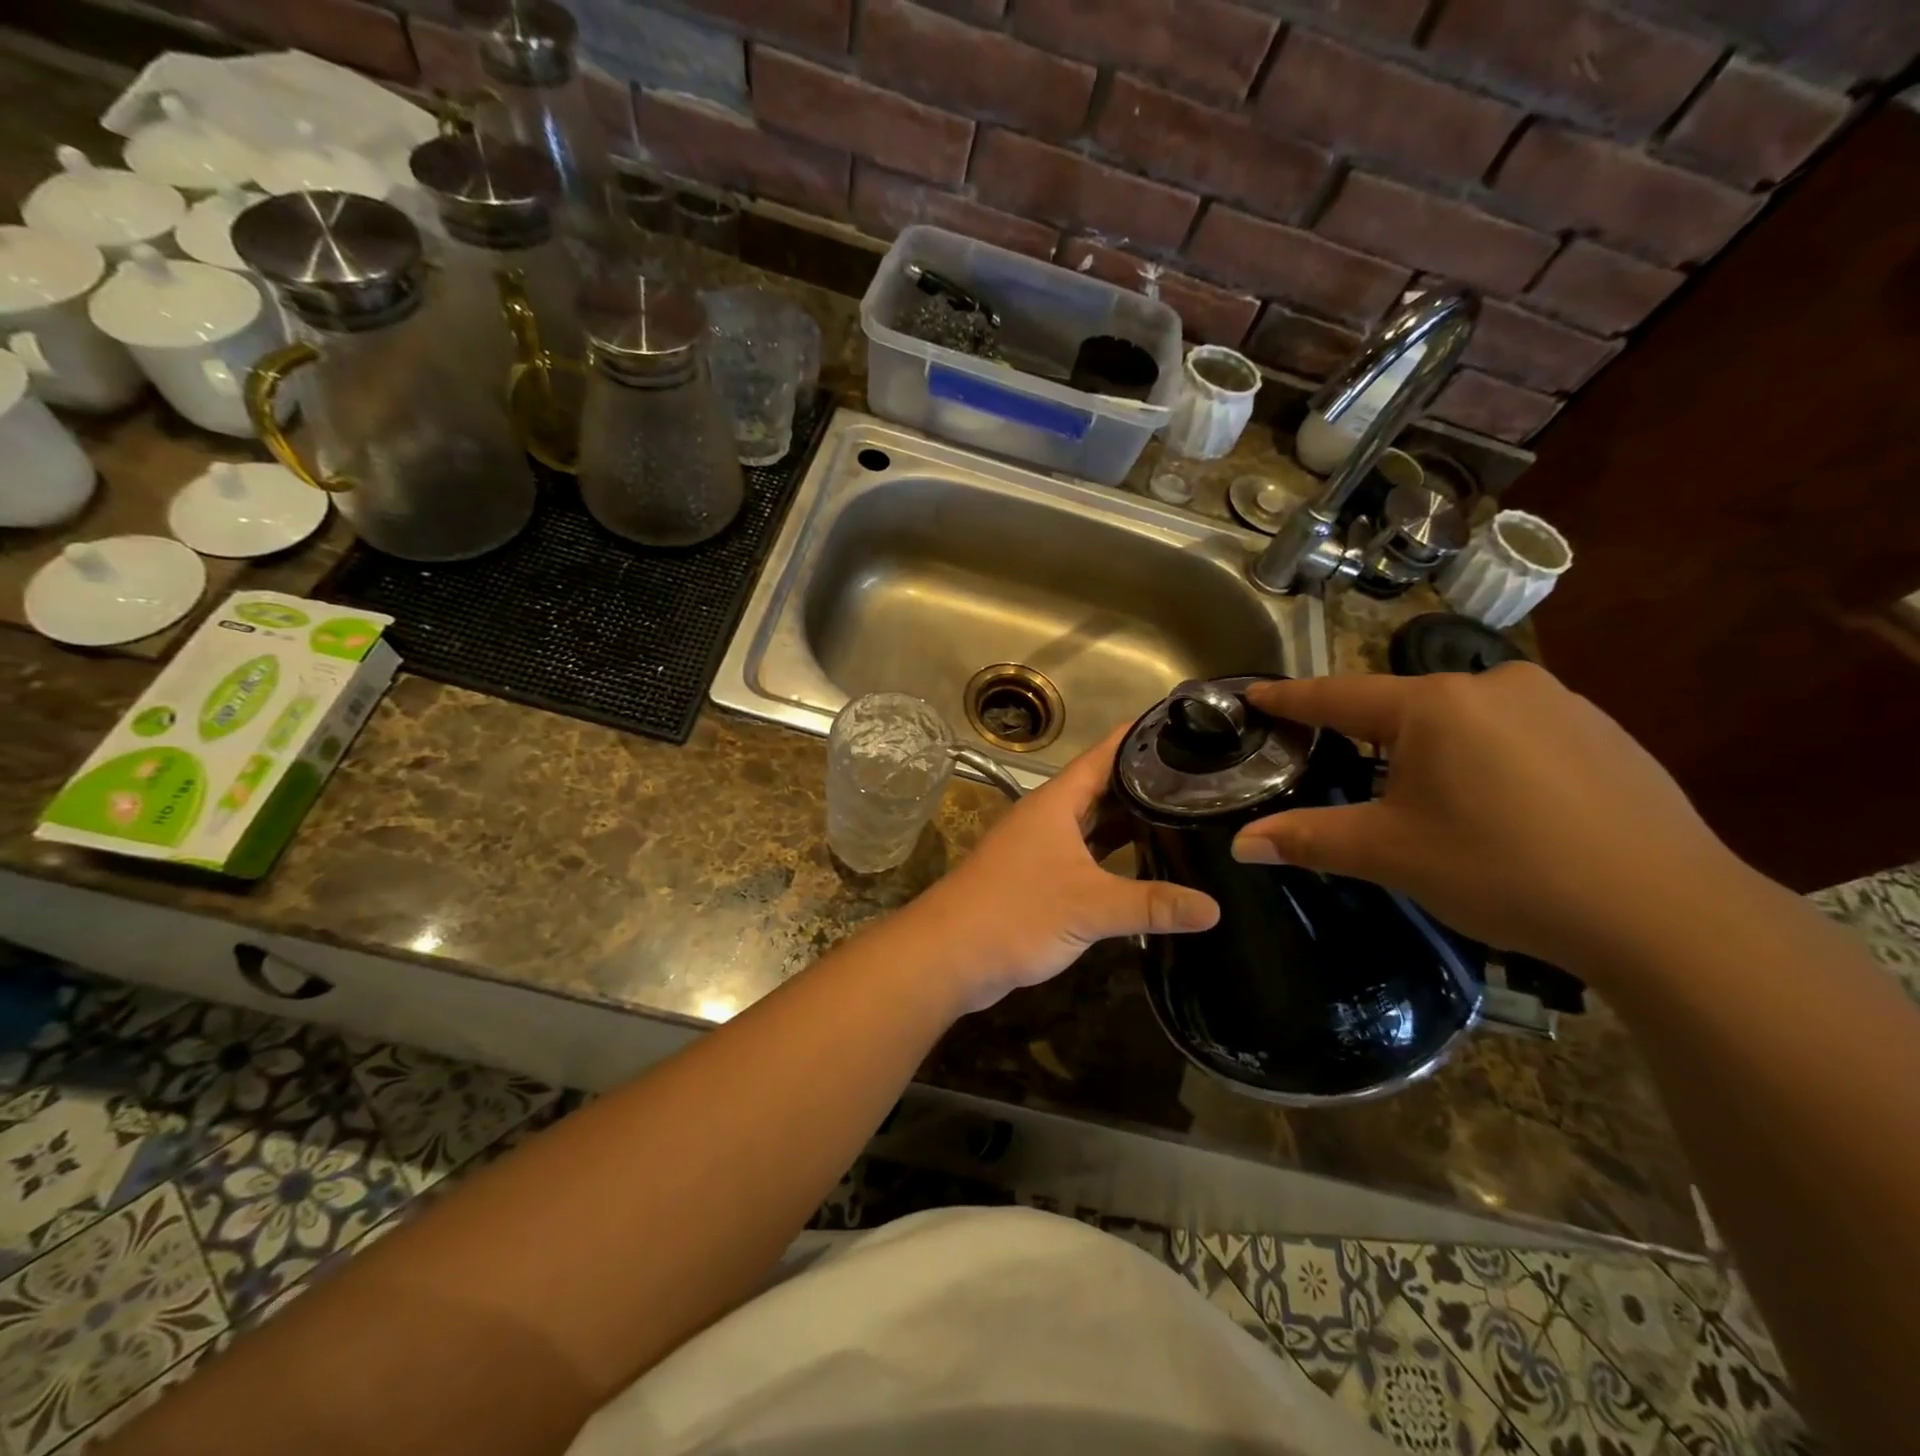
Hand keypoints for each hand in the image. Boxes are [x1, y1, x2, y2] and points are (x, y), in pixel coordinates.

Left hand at [911, 725, 1218, 1011]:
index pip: (1104, 755)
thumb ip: (1152, 904)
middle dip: (1145, 784)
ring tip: (1184, 818)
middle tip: (1202, 781)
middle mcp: (1049, 817)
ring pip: (1094, 825)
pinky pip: (1086, 856)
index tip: (1184, 728)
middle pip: (1103, 789)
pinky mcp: (1039, 878)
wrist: (950, 954)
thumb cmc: (1017, 912)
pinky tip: (1145, 866)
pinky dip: (1114, 857)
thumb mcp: (1090, 905)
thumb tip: (1215, 909)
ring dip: (1130, 823)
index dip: (1140, 739)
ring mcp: (1042, 848)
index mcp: (1056, 802)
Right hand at [1230, 665, 1738, 967]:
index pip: (1338, 695)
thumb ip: (1308, 839)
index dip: (1291, 699)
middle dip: (1369, 734)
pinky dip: (1488, 757)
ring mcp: (1557, 702)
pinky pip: (1516, 732)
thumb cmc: (1502, 869)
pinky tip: (1502, 805)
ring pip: (1463, 718)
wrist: (1667, 912)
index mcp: (1433, 705)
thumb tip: (1240, 843)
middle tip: (1346, 770)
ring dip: (1433, 748)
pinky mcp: (1604, 730)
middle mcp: (1493, 685)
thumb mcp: (1390, 854)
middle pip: (1404, 706)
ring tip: (1431, 800)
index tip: (1255, 694)